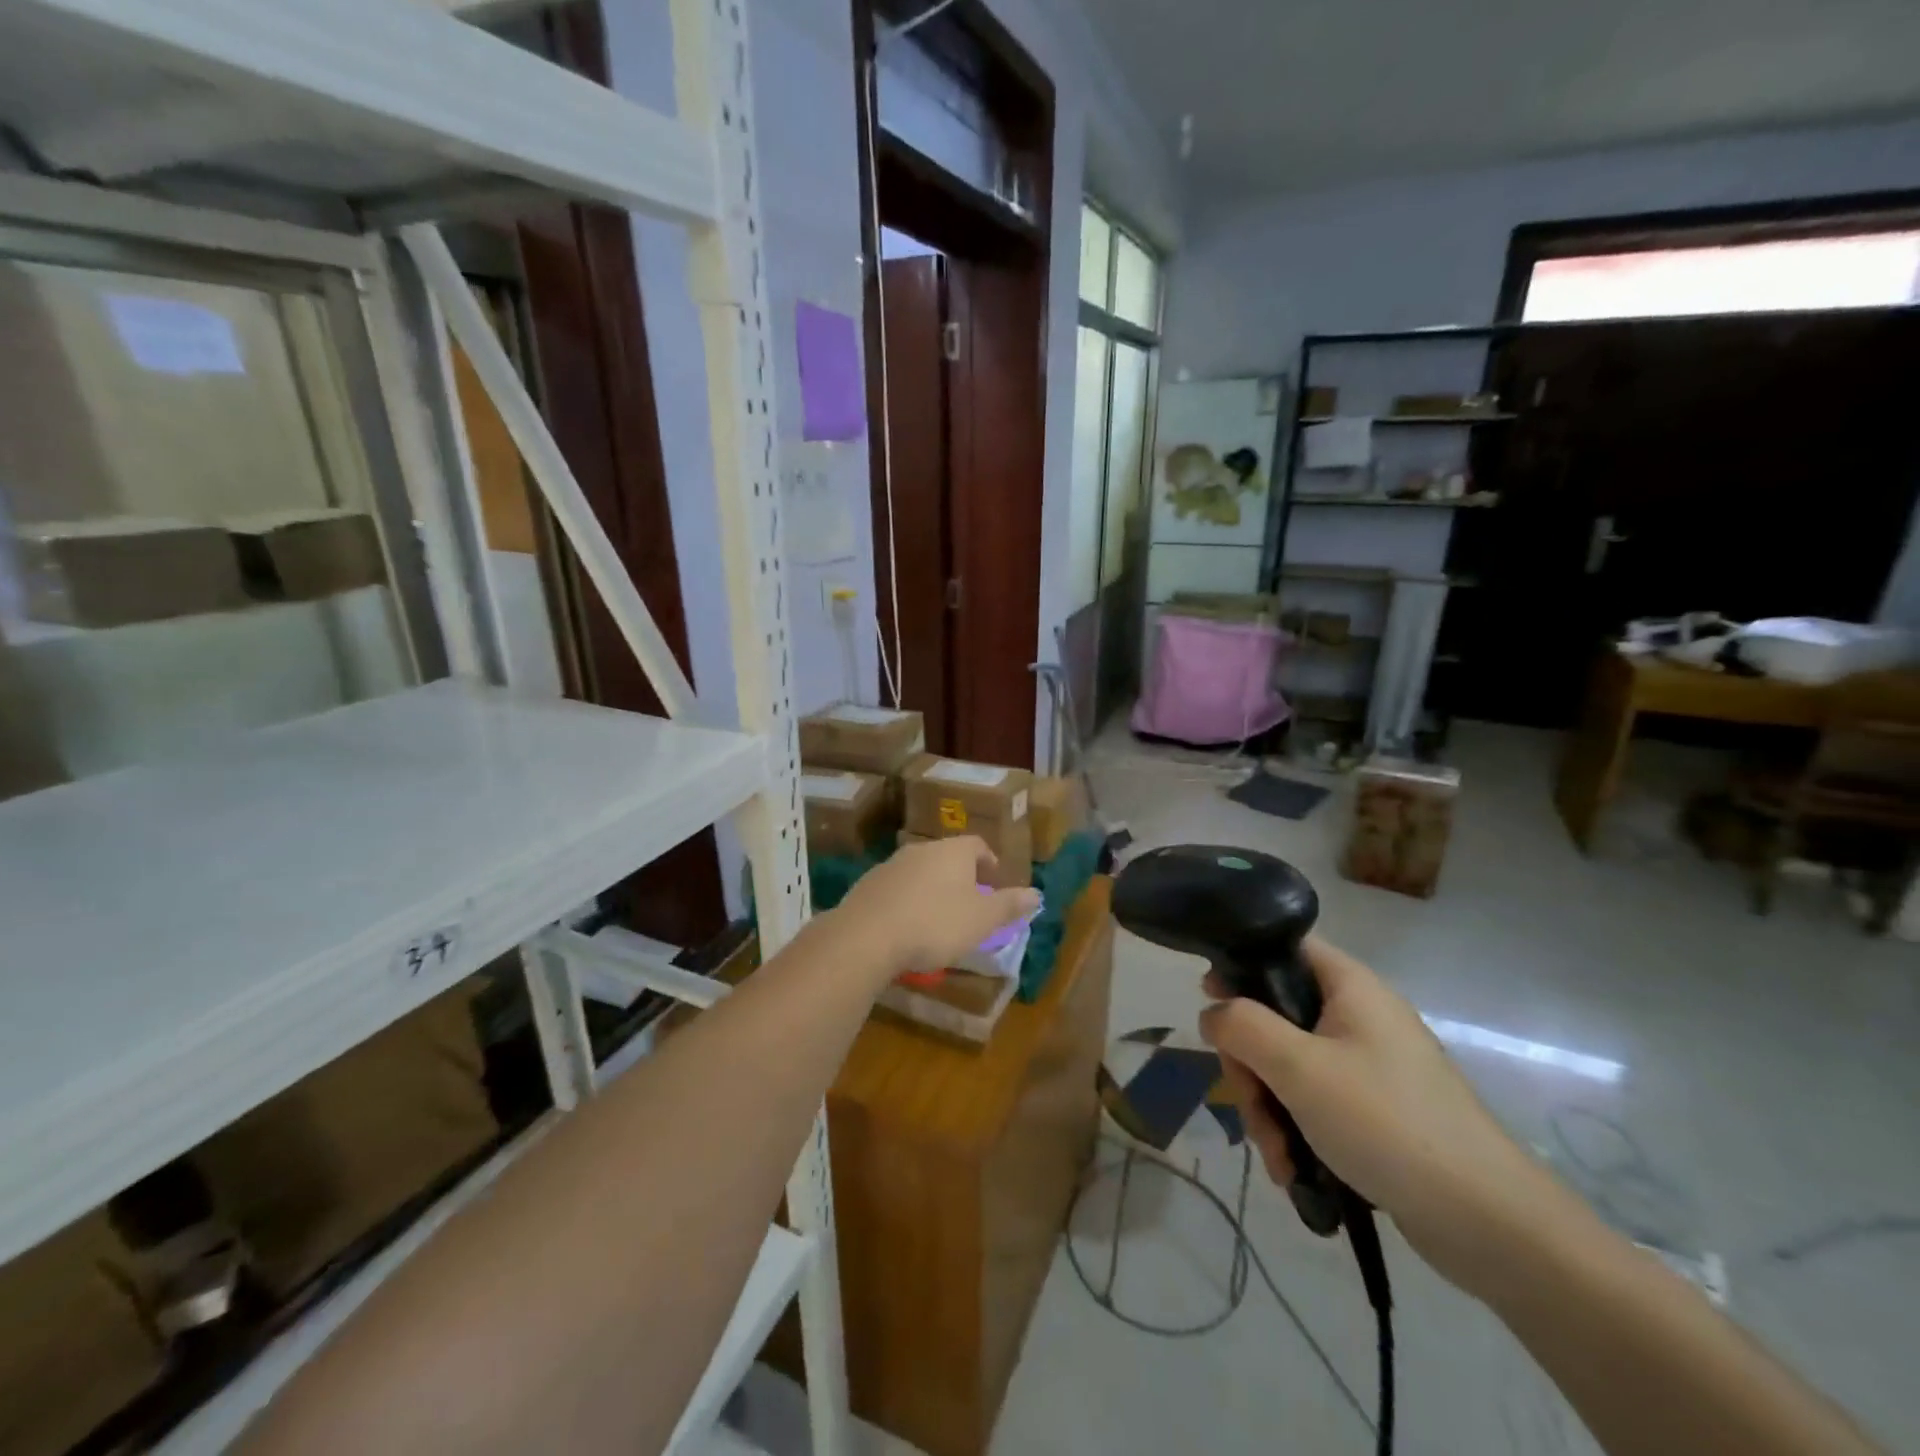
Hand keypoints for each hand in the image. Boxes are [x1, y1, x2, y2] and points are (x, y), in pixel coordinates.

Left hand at [831, 835, 1039, 981]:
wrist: (866, 937)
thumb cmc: (935, 924)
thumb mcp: (982, 920)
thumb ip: (1009, 905)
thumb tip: (1036, 893)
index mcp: (952, 852)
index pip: (977, 845)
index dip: (989, 862)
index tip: (994, 881)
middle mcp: (921, 850)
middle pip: (946, 856)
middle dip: (960, 876)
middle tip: (970, 901)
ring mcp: (890, 865)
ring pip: (919, 871)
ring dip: (931, 889)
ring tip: (938, 917)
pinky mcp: (867, 886)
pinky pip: (895, 889)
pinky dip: (906, 902)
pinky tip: (907, 926)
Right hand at [1198, 936, 1564, 1297]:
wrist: (1489, 1222)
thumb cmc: (1386, 1123)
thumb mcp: (1298, 1068)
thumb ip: (1242, 1026)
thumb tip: (1213, 1011)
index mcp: (1349, 987)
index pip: (1282, 947)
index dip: (1240, 965)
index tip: (1209, 1000)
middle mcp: (1359, 1017)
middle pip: (1276, 1016)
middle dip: (1251, 1066)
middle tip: (1249, 1103)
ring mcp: (1369, 1066)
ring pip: (1290, 1066)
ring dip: (1270, 1109)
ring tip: (1278, 1158)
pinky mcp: (1376, 1110)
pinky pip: (1315, 1102)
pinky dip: (1297, 1130)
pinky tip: (1295, 1171)